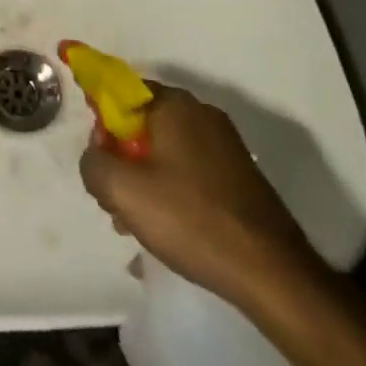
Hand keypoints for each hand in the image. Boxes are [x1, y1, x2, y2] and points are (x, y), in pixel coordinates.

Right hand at [79, 84, 320, 310]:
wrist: (273, 272)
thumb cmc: (191, 218)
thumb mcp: (122, 190)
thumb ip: (93, 163)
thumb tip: (95, 157)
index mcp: (174, 105)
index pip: (121, 92)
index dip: (101, 122)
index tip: (98, 158)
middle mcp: (201, 114)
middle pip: (143, 125)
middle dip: (122, 159)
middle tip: (115, 201)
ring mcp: (225, 146)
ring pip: (166, 153)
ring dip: (144, 181)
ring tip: (137, 226)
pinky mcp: (240, 177)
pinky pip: (190, 173)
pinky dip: (172, 193)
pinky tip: (167, 233)